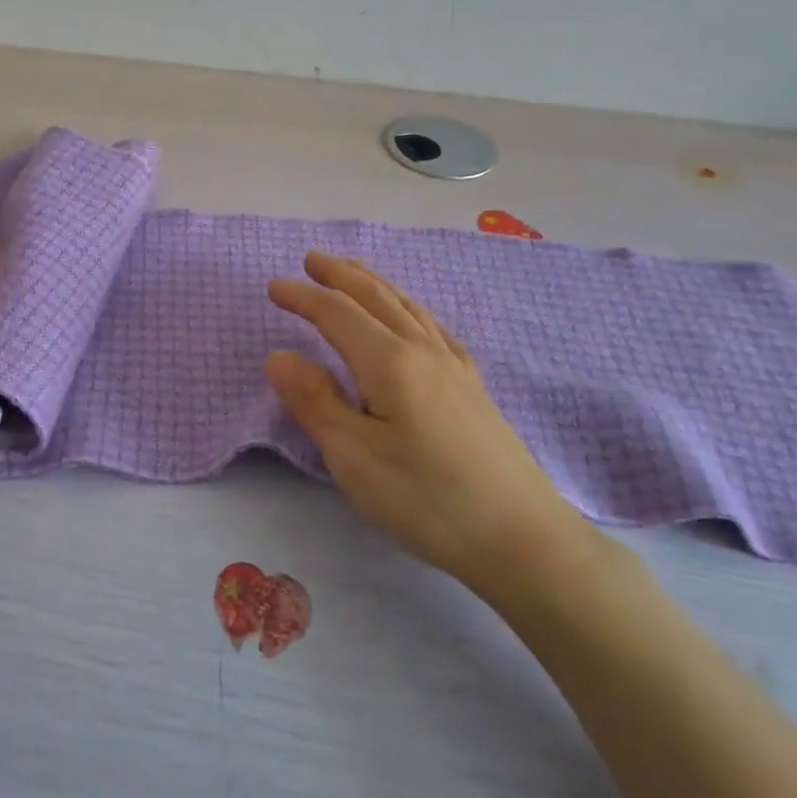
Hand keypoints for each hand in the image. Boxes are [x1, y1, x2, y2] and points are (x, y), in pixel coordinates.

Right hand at [265, 252, 595, 604]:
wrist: (523, 538)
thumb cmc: (427, 500)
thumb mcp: (354, 457)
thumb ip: (314, 401)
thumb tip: (278, 355)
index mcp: (390, 363)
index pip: (337, 314)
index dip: (304, 297)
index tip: (273, 286)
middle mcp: (424, 351)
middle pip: (376, 298)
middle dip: (340, 275)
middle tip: (312, 258)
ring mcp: (454, 367)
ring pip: (409, 307)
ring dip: (376, 284)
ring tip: (356, 272)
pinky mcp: (473, 388)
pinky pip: (436, 328)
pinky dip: (412, 309)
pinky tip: (415, 318)